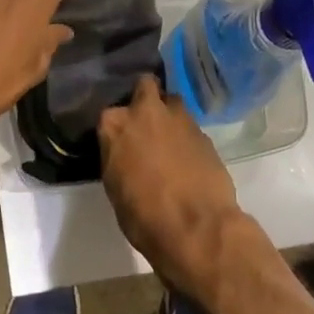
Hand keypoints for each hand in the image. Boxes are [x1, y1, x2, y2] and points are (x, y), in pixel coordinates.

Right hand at [98, 74, 245, 285]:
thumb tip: (126, 154)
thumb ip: (118, 158)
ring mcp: (179, 119)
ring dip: (169, 115)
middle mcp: (146, 112)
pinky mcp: (204, 132)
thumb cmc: (144, 216)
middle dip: (145, 98)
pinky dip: (187, 137)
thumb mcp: (115, 188)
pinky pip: (191, 126)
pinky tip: (188, 157)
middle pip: (145, 86)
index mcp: (115, 125)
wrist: (196, 227)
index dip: (116, 126)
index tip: (118, 139)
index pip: (109, 113)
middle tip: (145, 122)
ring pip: (172, 102)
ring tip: (169, 139)